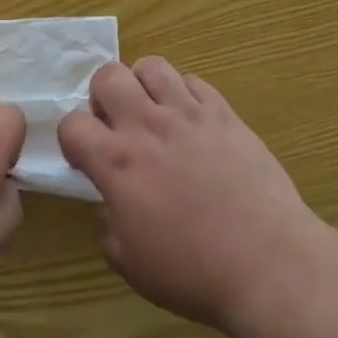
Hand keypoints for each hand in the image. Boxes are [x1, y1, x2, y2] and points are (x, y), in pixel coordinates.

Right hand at [58, 56, 324, 334]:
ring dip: (143, 85)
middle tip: (117, 125)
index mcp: (117, 162)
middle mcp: (147, 125)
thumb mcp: (133, 265)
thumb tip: (111, 208)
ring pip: (152, 66)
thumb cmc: (193, 271)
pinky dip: (185, 95)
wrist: (266, 261)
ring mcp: (188, 113)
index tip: (85, 159)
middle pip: (108, 75)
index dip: (72, 139)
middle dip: (103, 96)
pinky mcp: (223, 113)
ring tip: (154, 112)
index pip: (71, 124)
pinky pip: (194, 81)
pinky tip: (193, 122)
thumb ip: (110, 228)